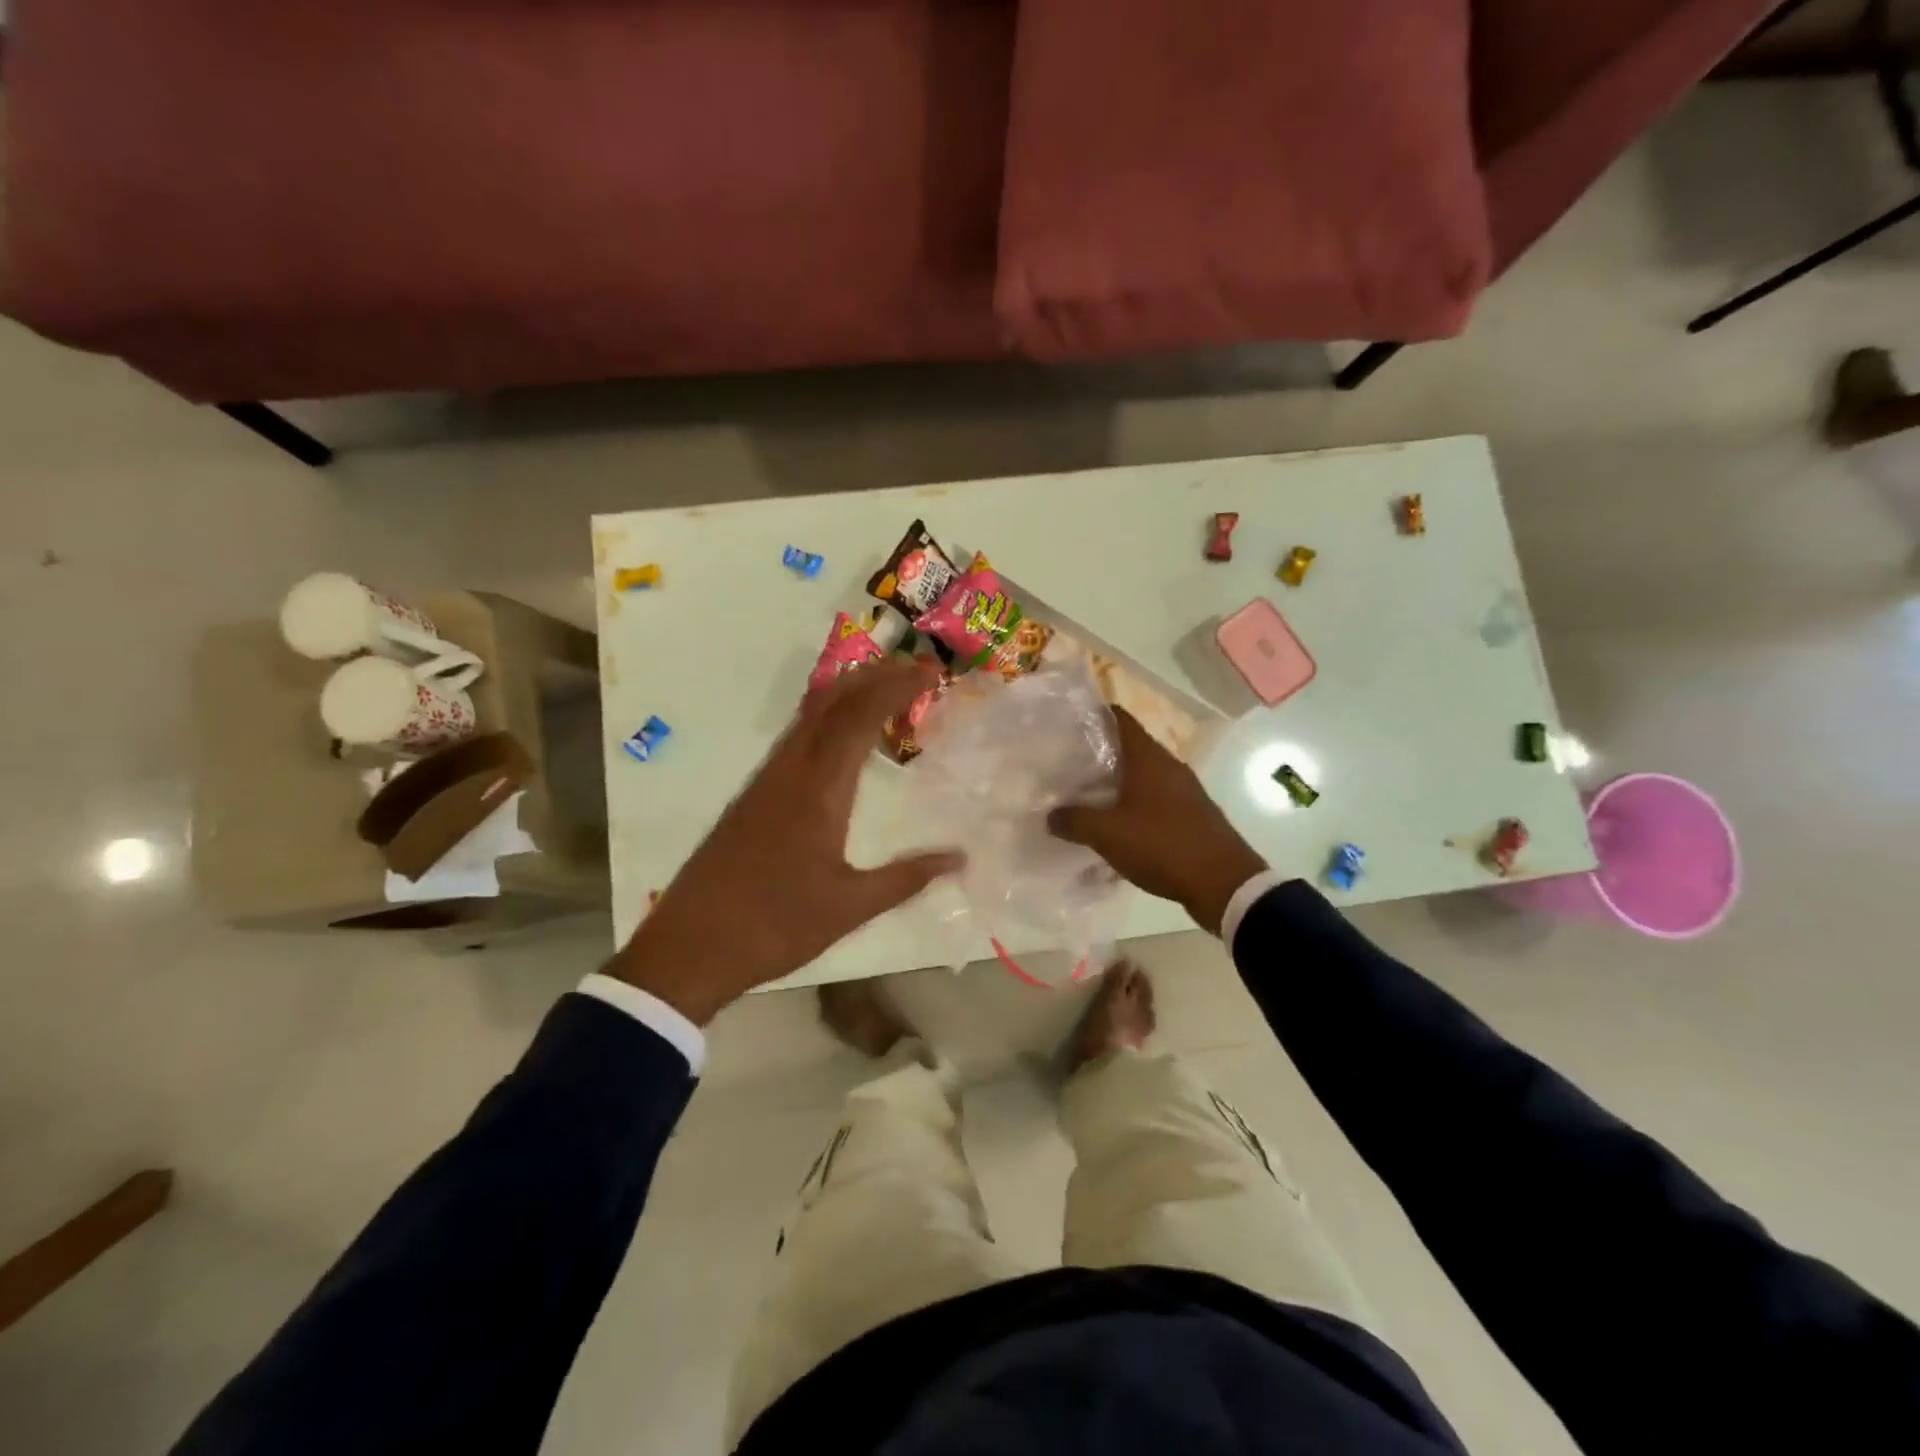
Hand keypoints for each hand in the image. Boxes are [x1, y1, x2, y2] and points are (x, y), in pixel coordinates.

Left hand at [608, 659, 964, 1023]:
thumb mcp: (849, 907)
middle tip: (916, 669)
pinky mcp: (753, 795)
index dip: (895, 687)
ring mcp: (766, 781)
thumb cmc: (774, 927)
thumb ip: (906, 878)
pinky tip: (841, 736)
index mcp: (817, 791)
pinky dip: (827, 718)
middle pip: (831, 702)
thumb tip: (959, 858)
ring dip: (849, 693)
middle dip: (874, 676)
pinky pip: (796, 737)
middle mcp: (789, 771)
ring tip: (887, 689)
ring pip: (809, 715)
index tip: (930, 672)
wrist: (689, 948)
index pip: (859, 719)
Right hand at [1049, 708, 1266, 935]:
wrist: (1224, 883)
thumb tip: (1050, 815)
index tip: (1067, 725)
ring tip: (1084, 797)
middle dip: (1098, 754)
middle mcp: (1168, 766)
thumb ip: (1074, 820)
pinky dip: (1133, 805)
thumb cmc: (1163, 845)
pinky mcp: (1192, 814)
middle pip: (1128, 747)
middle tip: (1066, 766)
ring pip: (1142, 776)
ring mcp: (1184, 790)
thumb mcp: (1108, 834)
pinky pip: (1154, 800)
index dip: (1093, 714)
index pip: (1119, 718)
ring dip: (1115, 783)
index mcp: (1148, 758)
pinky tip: (1116, 827)